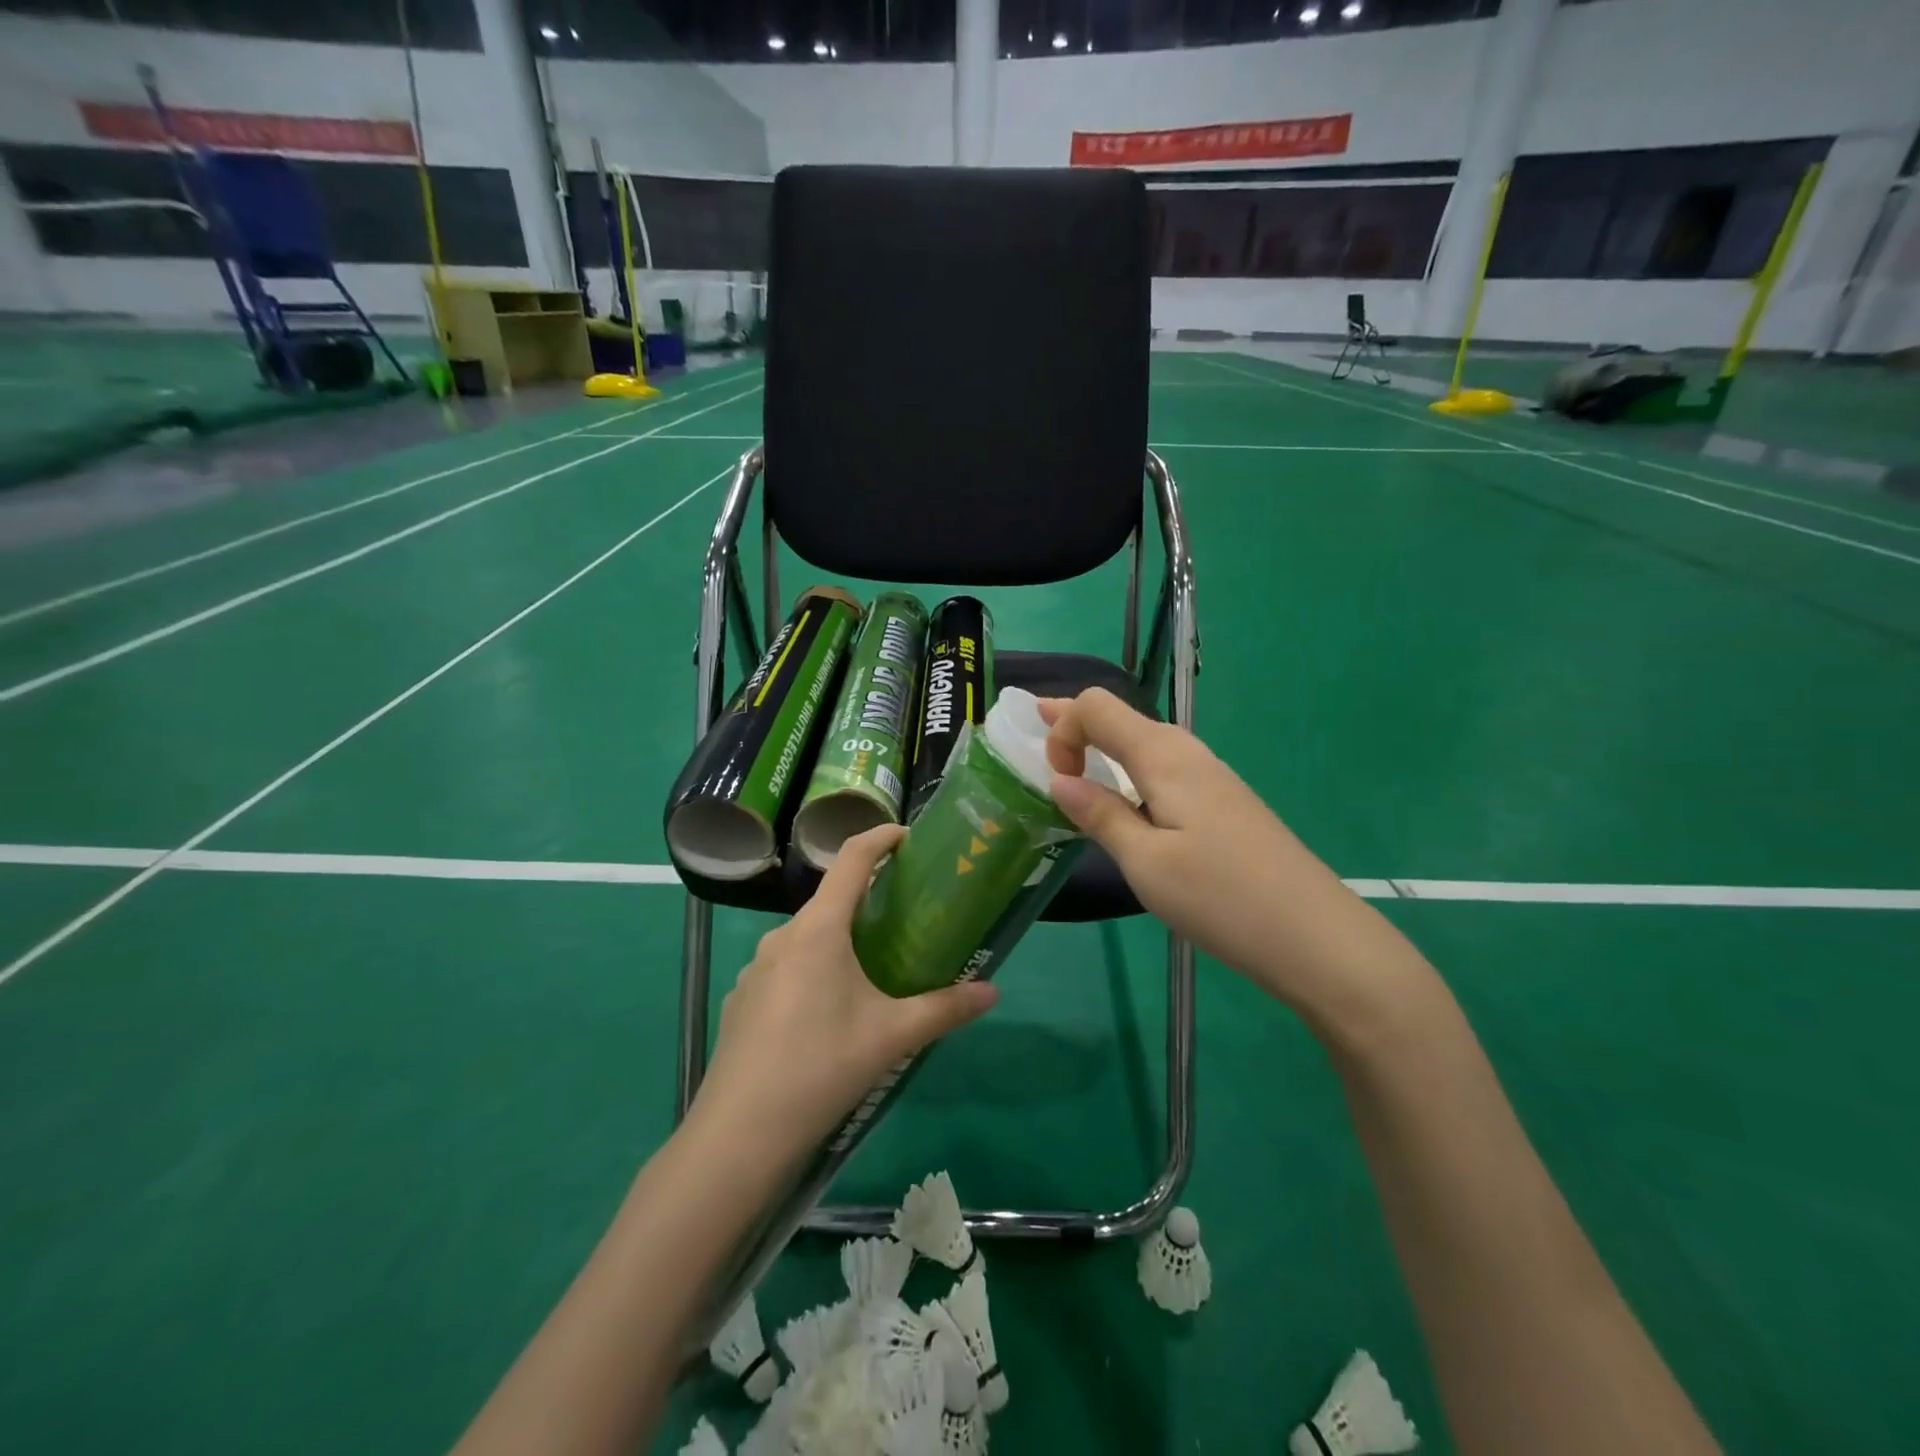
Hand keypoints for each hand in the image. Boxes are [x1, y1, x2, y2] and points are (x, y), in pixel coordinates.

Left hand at [694, 824, 999, 1155]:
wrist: (740, 1133)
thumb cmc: (822, 1066)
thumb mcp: (892, 1035)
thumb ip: (945, 1008)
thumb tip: (993, 991)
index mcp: (819, 929)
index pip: (852, 860)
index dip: (881, 838)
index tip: (908, 836)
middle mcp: (783, 936)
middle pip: (831, 901)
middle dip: (868, 901)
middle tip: (906, 918)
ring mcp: (756, 968)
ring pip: (808, 937)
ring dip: (840, 940)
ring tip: (873, 970)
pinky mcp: (744, 999)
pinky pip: (787, 967)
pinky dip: (814, 970)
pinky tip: (828, 1014)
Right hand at [1040, 689, 1404, 1015]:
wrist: (1314, 935)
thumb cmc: (1220, 897)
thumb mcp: (1145, 862)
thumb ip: (1100, 815)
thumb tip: (1060, 781)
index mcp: (1162, 756)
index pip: (1096, 707)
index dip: (1062, 729)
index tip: (1055, 781)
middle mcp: (1186, 752)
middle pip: (1120, 716)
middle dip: (1075, 724)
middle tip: (1036, 732)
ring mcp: (1210, 776)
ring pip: (1143, 743)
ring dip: (1102, 747)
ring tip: (1072, 765)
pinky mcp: (1223, 801)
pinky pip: (1163, 768)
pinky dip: (1129, 771)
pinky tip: (1125, 800)